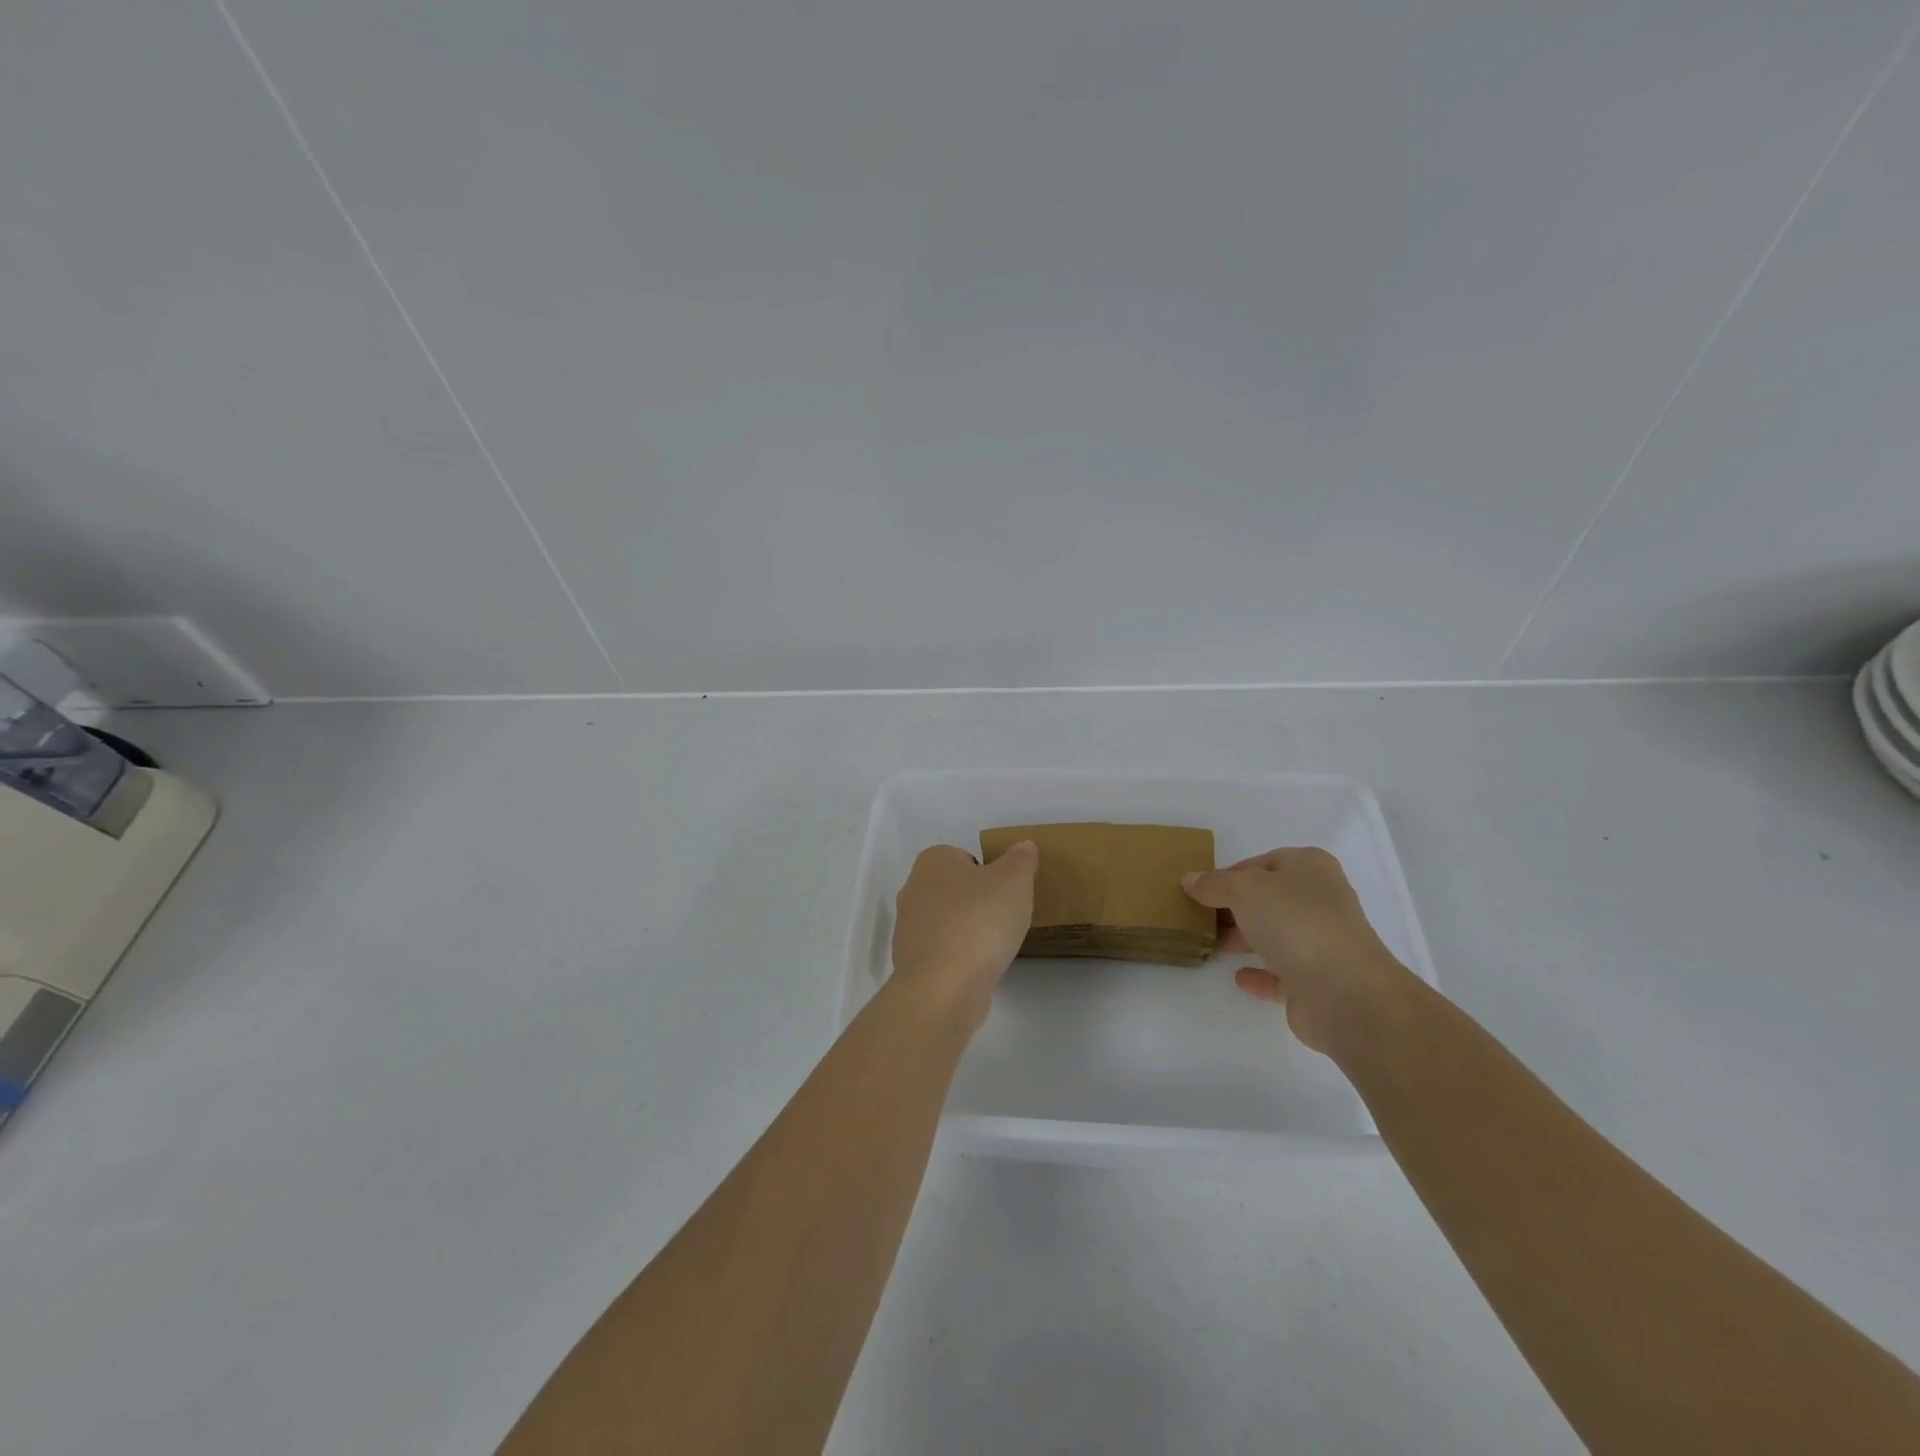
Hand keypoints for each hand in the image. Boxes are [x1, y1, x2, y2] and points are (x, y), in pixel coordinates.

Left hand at [890, 842, 1037, 1026]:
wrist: (944, 987)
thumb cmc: (980, 921)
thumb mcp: (1014, 881)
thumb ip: (1020, 860)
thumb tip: (1023, 846)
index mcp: (932, 861)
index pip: (964, 858)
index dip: (988, 874)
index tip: (1005, 894)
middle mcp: (913, 889)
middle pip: (953, 889)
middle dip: (976, 902)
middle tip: (1003, 918)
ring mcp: (907, 928)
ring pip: (946, 921)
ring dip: (967, 931)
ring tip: (993, 947)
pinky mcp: (910, 962)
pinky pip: (942, 951)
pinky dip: (959, 957)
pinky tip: (977, 969)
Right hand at [1182, 847, 1407, 1053]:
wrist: (1344, 991)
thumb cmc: (1295, 922)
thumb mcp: (1244, 889)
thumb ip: (1215, 884)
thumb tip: (1190, 879)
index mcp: (1310, 868)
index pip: (1264, 862)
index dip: (1232, 873)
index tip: (1202, 888)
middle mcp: (1321, 901)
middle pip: (1270, 899)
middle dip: (1235, 907)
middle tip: (1200, 916)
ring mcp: (1322, 942)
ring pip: (1276, 935)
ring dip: (1245, 938)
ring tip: (1211, 944)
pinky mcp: (1318, 982)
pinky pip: (1282, 973)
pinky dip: (1261, 973)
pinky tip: (1238, 977)